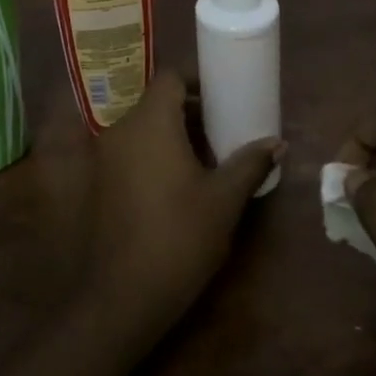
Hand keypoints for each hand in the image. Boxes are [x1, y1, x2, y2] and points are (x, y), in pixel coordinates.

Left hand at [76, 70, 284, 349]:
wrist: (121, 296)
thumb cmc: (179, 238)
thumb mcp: (224, 201)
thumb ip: (250, 164)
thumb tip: (278, 142)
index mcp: (150, 122)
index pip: (170, 78)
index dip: (196, 81)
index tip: (223, 97)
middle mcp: (120, 130)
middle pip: (155, 103)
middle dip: (188, 111)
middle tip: (222, 129)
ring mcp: (103, 158)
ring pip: (141, 129)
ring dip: (170, 134)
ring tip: (205, 159)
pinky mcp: (97, 184)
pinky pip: (128, 152)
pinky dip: (151, 154)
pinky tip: (176, 185)